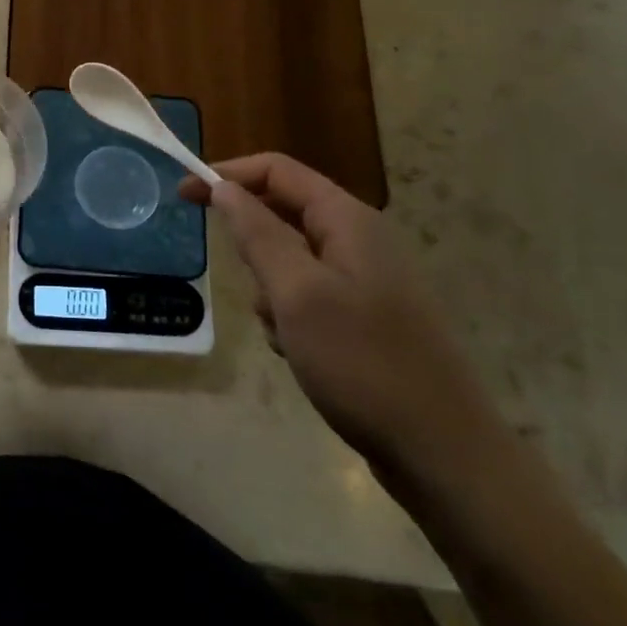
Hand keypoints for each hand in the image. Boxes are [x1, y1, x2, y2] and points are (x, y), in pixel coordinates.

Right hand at [181, 155, 501, 481]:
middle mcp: (359, 239)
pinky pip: (307, 296)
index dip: (226, 175)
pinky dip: (290, 317)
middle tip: (255, 291)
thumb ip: (256, 231)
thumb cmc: (362, 362)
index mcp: (347, 219)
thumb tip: (223, 186)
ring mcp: (364, 280)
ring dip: (270, 291)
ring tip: (286, 333)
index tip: (182, 197)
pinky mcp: (364, 317)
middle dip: (254, 249)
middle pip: (281, 214)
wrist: (444, 455)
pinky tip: (301, 354)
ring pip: (289, 261)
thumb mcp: (296, 291)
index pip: (276, 170)